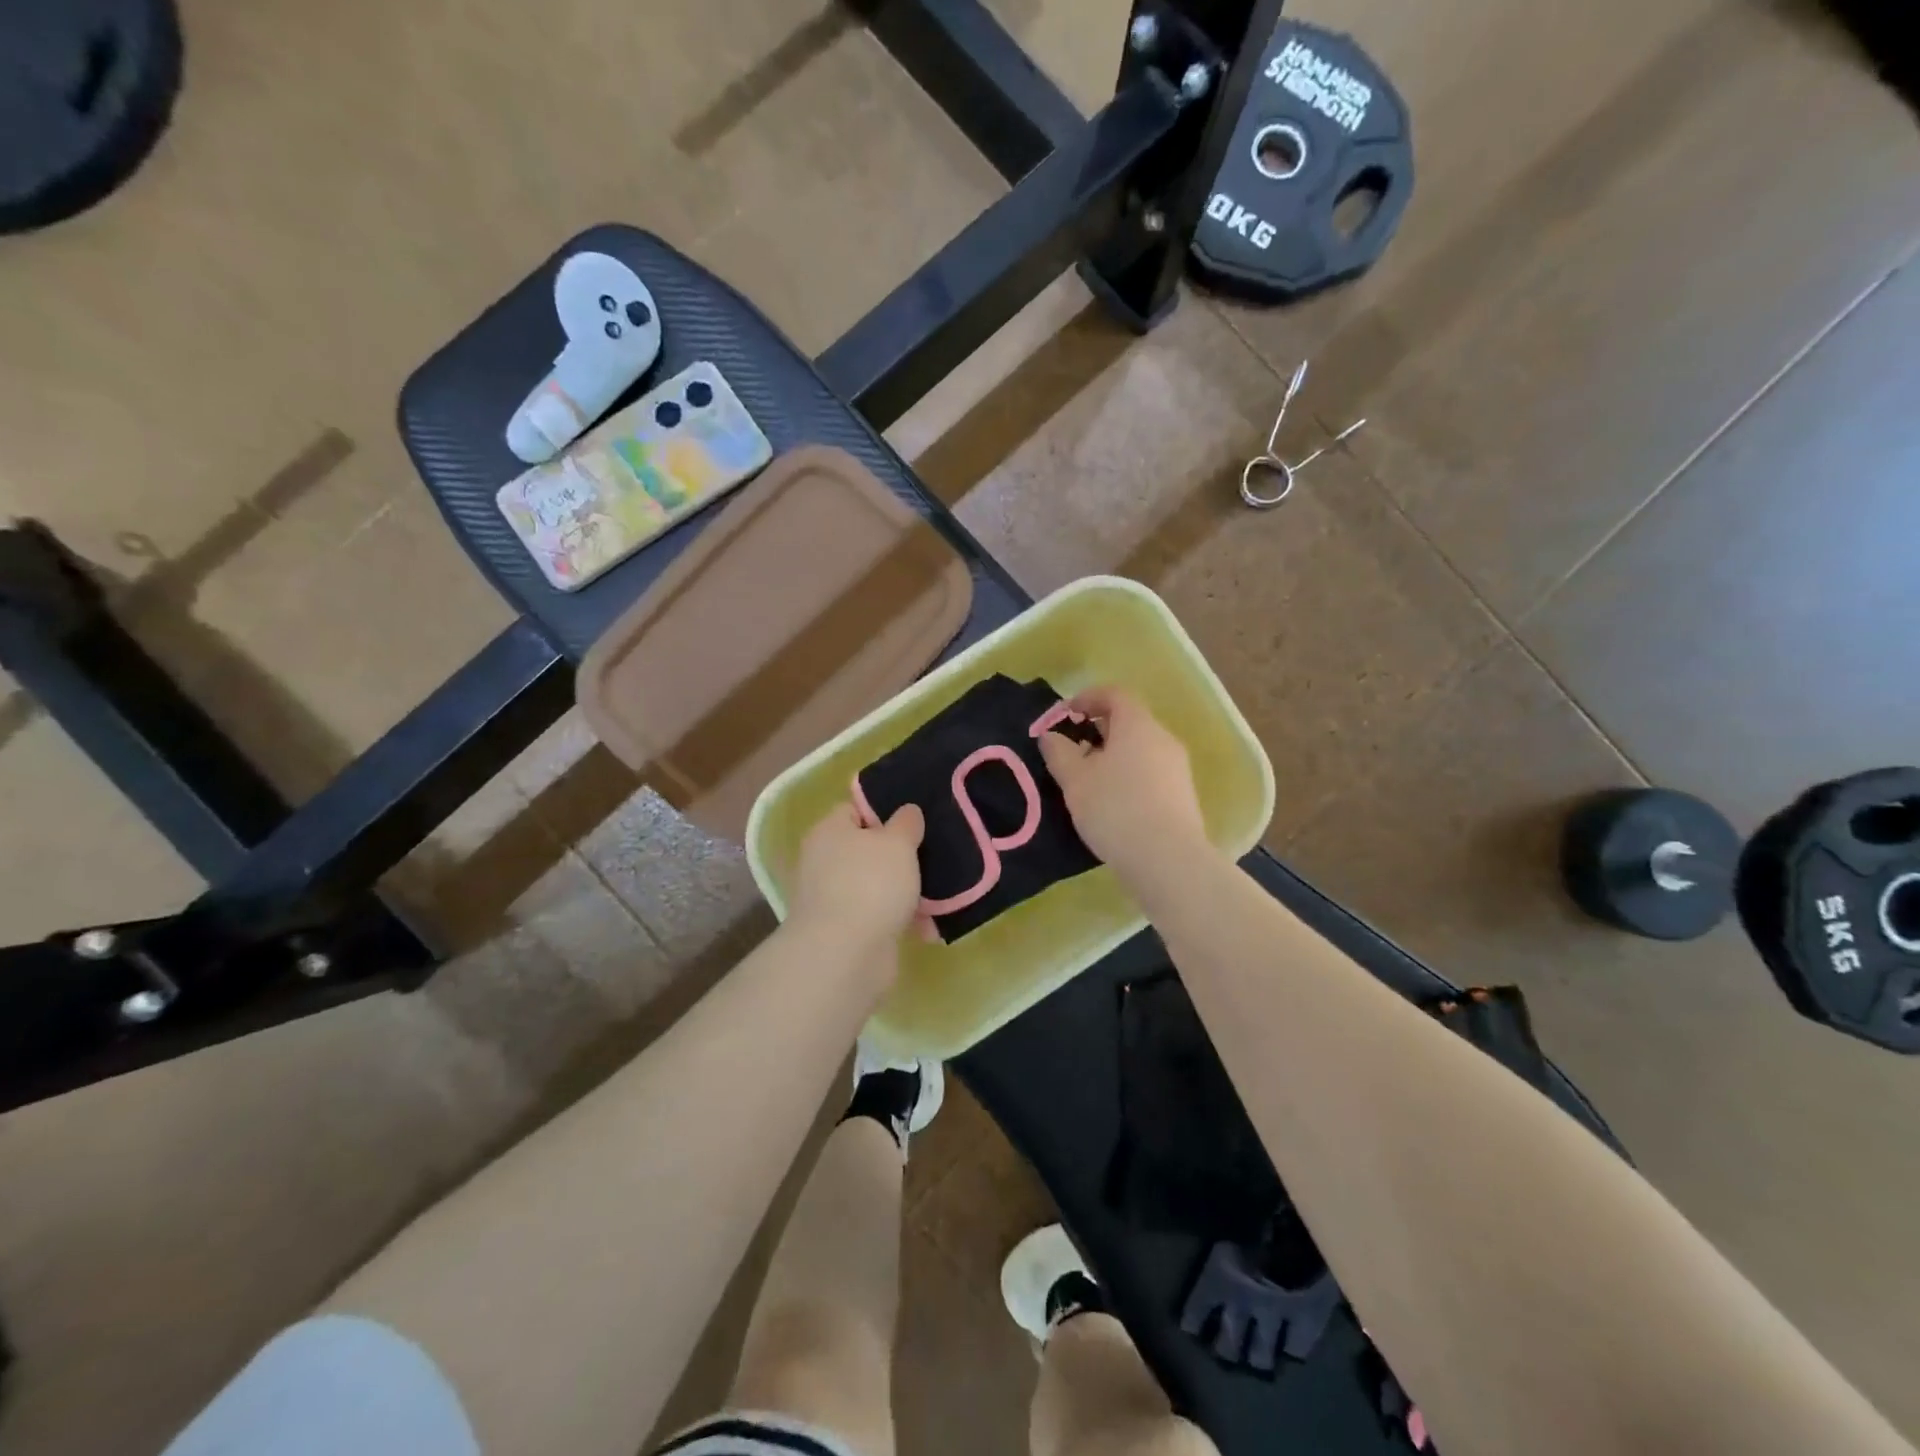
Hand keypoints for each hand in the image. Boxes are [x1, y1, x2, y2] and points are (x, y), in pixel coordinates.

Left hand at [788, 801, 925, 951]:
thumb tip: (906, 812)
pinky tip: (926, 929)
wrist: (844, 955)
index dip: (885, 812)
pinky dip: (901, 920)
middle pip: (869, 850)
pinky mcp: (845, 930)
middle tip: (933, 858)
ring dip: (907, 893)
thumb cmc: (870, 884)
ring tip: (939, 898)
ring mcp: (833, 898)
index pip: (856, 810)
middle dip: (902, 858)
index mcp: (830, 831)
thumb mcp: (898, 842)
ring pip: (878, 885)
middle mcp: (825, 861)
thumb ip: (906, 822)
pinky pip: (880, 916)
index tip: (915, 823)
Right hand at [1038, 686, 1210, 886]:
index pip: (1114, 694)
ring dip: (1113, 756)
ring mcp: (1178, 768)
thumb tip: (1051, 736)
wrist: (1168, 860)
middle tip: (1073, 751)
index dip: (1087, 698)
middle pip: (1129, 722)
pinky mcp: (1183, 796)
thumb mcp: (1074, 779)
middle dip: (1098, 730)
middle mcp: (1163, 739)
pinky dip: (1129, 777)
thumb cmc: (1115, 809)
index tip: (1065, 715)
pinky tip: (1113, 804)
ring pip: (1140, 750)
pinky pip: (1150, 773)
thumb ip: (1059, 752)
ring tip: (1089, 782)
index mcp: (1138, 725)